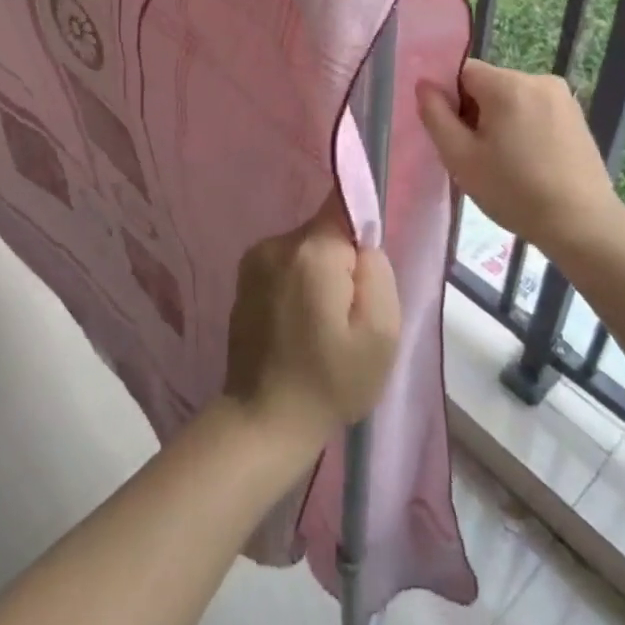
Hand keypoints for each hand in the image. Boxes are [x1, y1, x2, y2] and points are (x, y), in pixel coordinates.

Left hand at [223, 195, 400, 450]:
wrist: (264, 420)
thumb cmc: (331, 380)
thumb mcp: (381, 332)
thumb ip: (378, 272)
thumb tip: (362, 245)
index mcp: (312, 251)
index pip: (344, 204)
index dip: (363, 227)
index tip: (366, 265)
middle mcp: (277, 243)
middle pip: (326, 231)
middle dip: (343, 260)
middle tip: (349, 311)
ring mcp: (254, 259)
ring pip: (306, 248)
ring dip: (320, 273)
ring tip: (323, 322)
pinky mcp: (243, 278)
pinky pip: (286, 264)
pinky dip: (298, 283)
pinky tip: (299, 323)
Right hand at [417, 58, 623, 261]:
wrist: (582, 223)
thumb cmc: (514, 191)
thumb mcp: (461, 157)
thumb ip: (435, 116)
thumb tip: (424, 84)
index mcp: (507, 85)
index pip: (462, 72)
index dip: (450, 100)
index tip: (456, 135)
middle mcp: (537, 79)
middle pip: (488, 84)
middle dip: (476, 112)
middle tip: (477, 155)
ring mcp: (562, 96)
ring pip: (511, 98)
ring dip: (500, 120)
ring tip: (505, 162)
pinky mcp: (576, 114)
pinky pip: (535, 109)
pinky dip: (524, 127)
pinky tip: (530, 161)